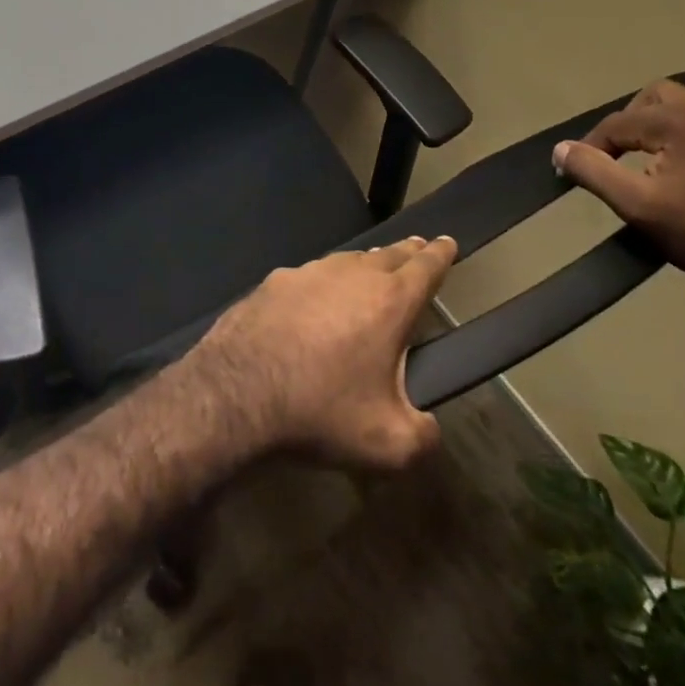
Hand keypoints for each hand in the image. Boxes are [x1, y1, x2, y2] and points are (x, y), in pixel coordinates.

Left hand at [195, 237, 456, 470]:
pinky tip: (315, 299)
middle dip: (406, 252)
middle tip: (417, 247)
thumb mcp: (389, 444)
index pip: (425, 268)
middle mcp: (348, 275)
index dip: (441, 255)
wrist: (236, 393)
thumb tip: (427, 426)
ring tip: (371, 270)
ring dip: (364, 264)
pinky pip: (308, 277)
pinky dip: (322, 283)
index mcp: (387, 302)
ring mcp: (305, 274)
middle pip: (386, 255)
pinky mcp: (270, 283)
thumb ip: (423, 435)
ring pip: (345, 261)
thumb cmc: (321, 412)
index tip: (448, 241)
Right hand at [554, 79, 684, 287]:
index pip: (617, 123)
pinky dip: (680, 130)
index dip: (590, 147)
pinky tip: (677, 160)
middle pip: (651, 98)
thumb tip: (560, 149)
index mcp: (679, 120)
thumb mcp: (638, 205)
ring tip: (643, 154)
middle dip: (626, 123)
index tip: (574, 173)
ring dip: (654, 122)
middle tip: (614, 155)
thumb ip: (594, 172)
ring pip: (680, 103)